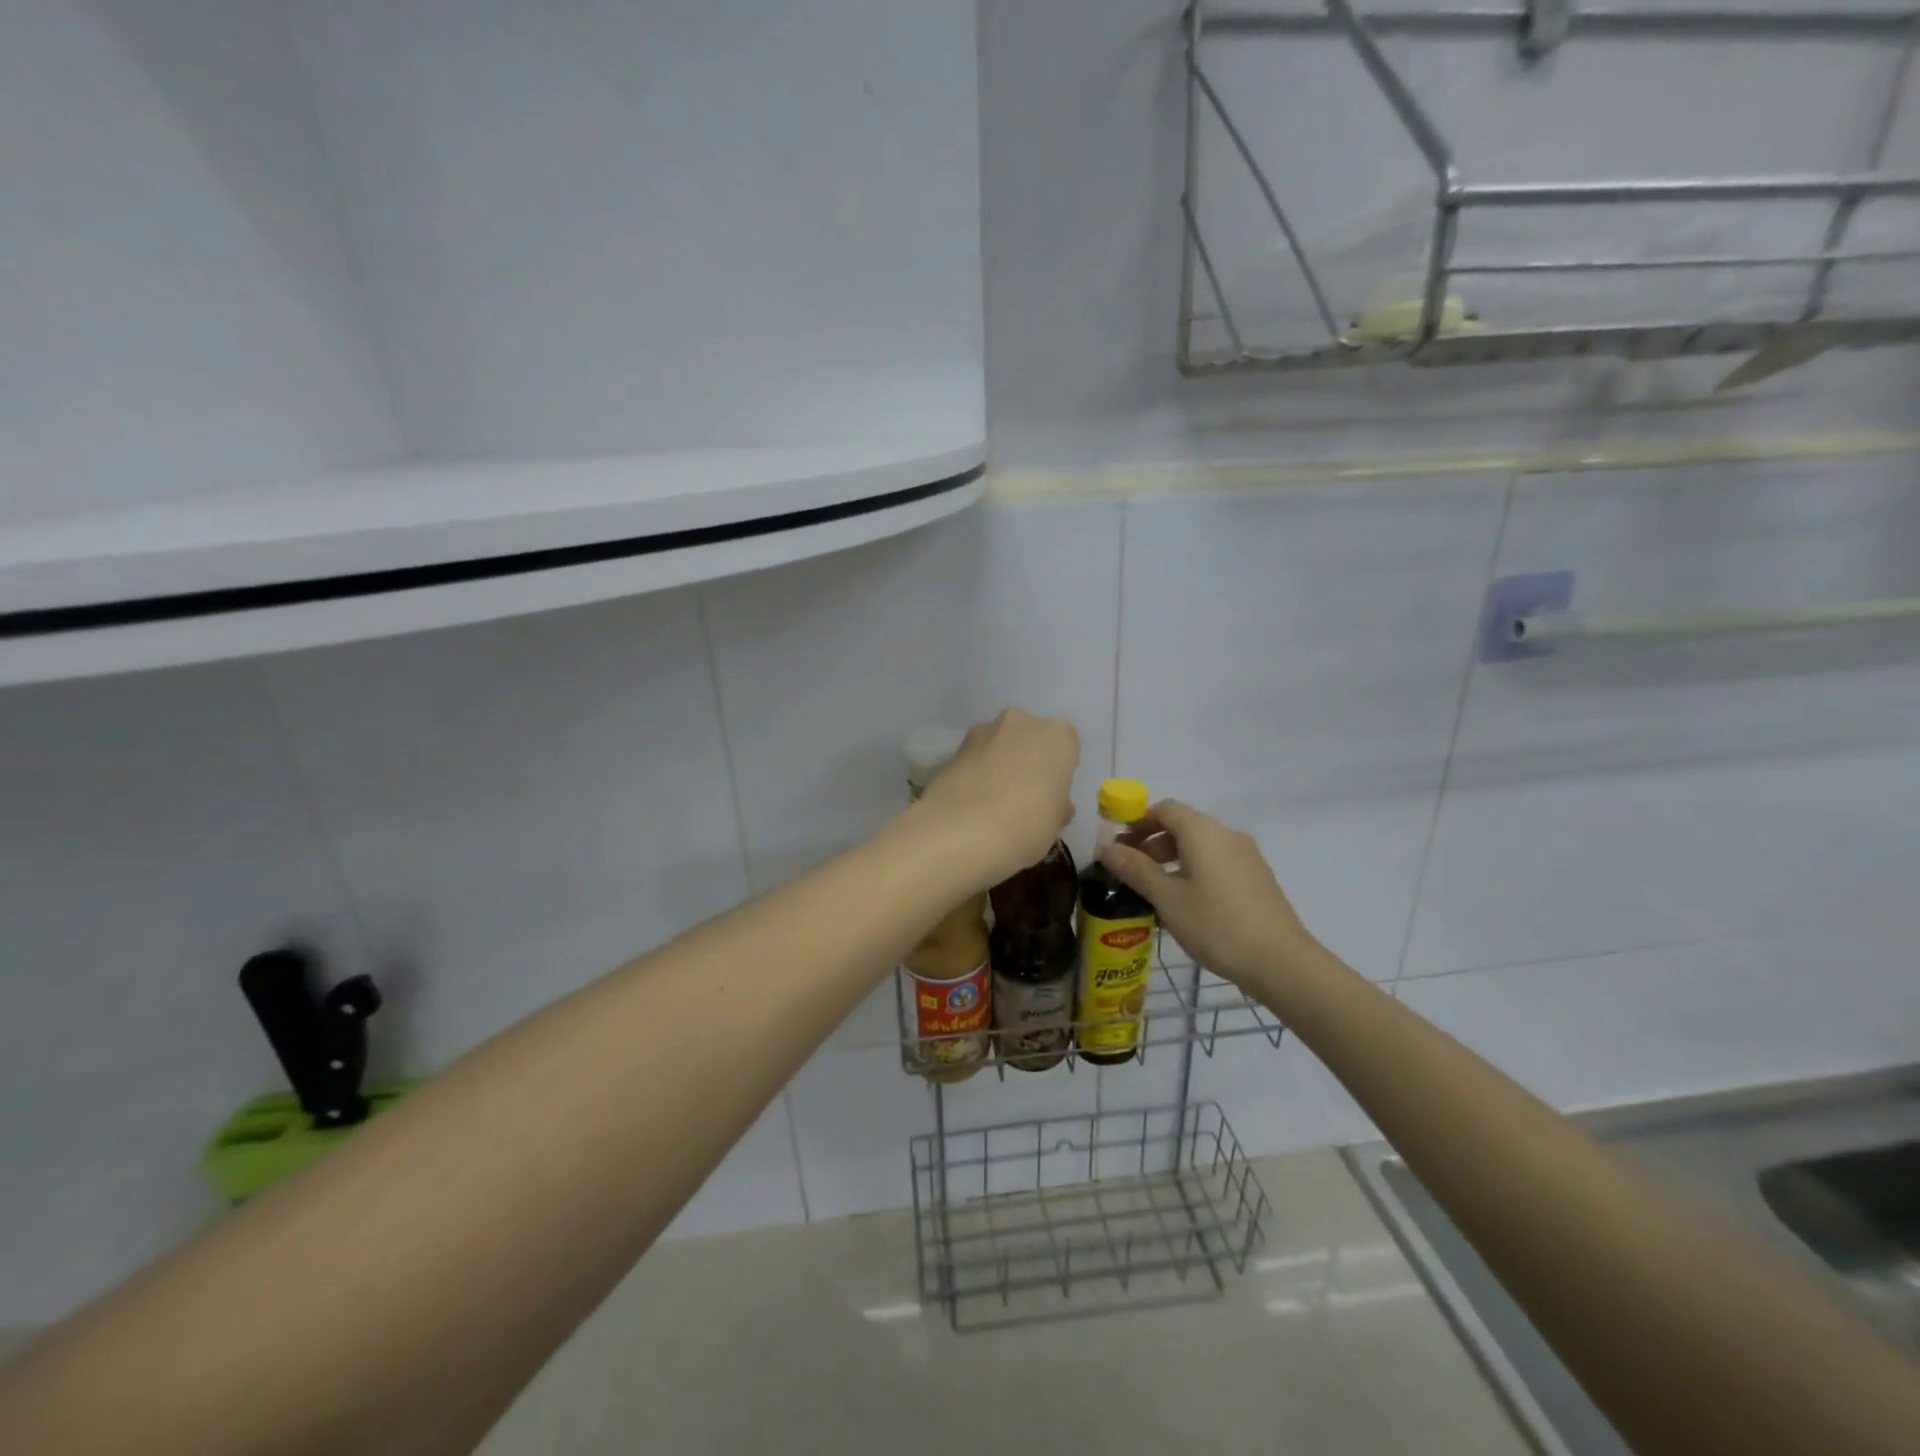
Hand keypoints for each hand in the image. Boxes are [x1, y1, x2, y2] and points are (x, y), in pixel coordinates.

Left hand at [911, 709, 1078, 890]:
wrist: (962, 831)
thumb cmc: (1026, 825)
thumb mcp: (1055, 824)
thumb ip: (1057, 805)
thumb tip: (1055, 804)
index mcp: (1057, 736)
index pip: (1066, 747)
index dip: (1058, 771)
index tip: (1052, 795)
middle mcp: (1021, 722)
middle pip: (1029, 739)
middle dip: (1027, 760)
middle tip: (1024, 797)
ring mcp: (982, 732)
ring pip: (998, 745)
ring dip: (998, 764)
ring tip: (992, 803)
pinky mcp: (952, 749)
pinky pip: (973, 760)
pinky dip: (974, 774)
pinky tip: (971, 804)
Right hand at [1098, 800, 1316, 987]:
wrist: (1281, 962)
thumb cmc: (1217, 925)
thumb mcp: (1167, 898)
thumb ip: (1135, 870)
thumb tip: (1106, 849)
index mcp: (1203, 832)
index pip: (1164, 809)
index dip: (1137, 822)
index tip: (1117, 846)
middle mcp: (1226, 834)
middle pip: (1182, 824)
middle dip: (1152, 842)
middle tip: (1129, 870)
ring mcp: (1246, 856)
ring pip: (1200, 845)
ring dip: (1172, 858)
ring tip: (1153, 889)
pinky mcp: (1257, 877)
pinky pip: (1217, 861)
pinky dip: (1194, 869)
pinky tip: (1185, 902)